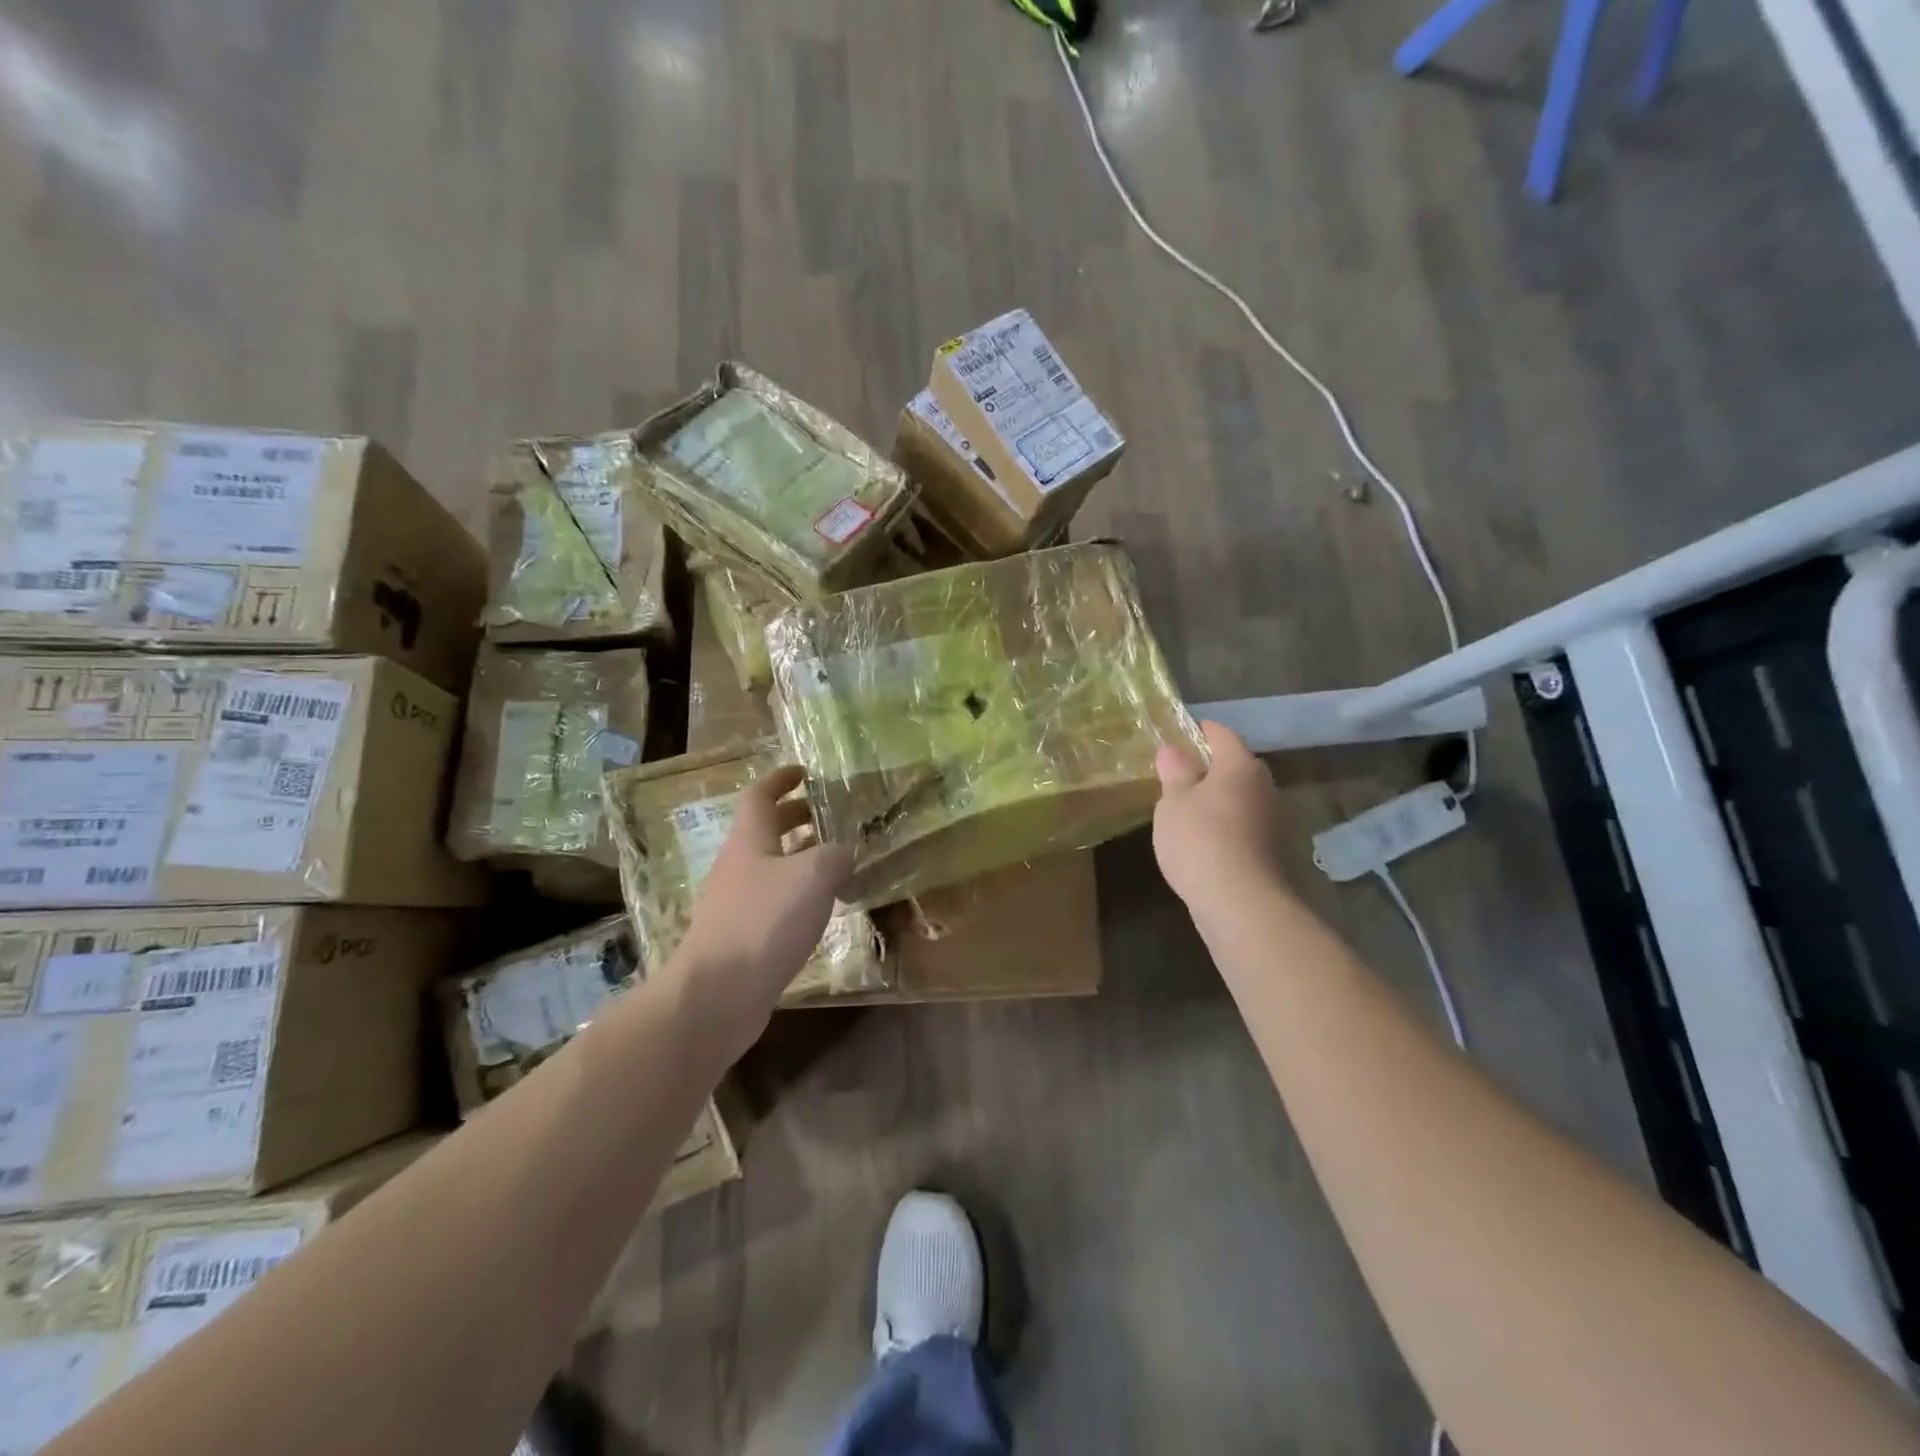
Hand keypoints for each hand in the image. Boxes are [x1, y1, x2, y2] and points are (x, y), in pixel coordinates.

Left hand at [672, 766, 853, 1043]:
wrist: (717, 994)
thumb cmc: (764, 921)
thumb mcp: (812, 876)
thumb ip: (835, 856)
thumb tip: (844, 852)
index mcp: (749, 840)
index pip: (760, 795)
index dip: (780, 779)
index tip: (804, 771)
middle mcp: (739, 865)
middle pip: (765, 830)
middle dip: (796, 817)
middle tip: (830, 814)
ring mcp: (736, 903)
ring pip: (771, 866)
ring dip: (800, 856)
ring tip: (836, 859)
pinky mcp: (742, 937)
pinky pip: (773, 900)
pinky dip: (797, 892)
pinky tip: (821, 907)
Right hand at [1153, 721, 1284, 906]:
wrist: (1241, 903)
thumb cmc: (1200, 841)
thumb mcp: (1173, 802)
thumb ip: (1175, 772)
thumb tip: (1174, 749)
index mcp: (1240, 767)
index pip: (1222, 735)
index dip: (1202, 730)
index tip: (1184, 732)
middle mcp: (1265, 787)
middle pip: (1238, 766)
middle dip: (1213, 767)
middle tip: (1183, 773)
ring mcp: (1274, 821)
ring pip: (1244, 798)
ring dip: (1222, 799)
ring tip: (1191, 809)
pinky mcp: (1274, 851)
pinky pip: (1246, 825)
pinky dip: (1229, 825)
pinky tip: (1208, 840)